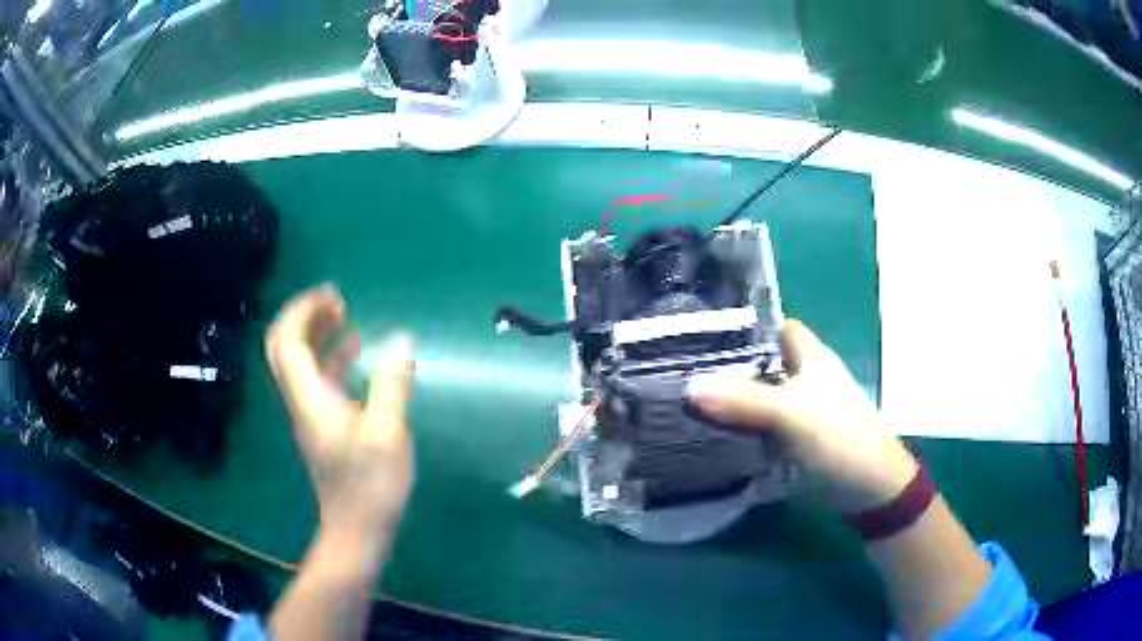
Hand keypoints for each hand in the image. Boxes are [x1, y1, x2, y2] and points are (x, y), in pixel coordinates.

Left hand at [265, 285, 414, 537]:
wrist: (356, 530)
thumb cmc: (370, 485)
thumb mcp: (387, 433)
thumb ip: (391, 384)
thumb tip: (401, 339)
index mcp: (310, 398)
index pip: (288, 342)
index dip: (303, 311)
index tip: (333, 295)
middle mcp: (302, 401)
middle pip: (285, 348)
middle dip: (305, 318)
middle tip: (335, 301)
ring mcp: (311, 414)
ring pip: (300, 363)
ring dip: (317, 334)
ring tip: (346, 316)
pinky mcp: (323, 426)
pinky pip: (318, 379)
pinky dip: (331, 357)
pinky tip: (356, 354)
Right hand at [687, 319, 915, 512]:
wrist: (867, 488)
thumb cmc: (840, 439)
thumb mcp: (794, 415)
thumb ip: (746, 401)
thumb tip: (690, 386)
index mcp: (809, 356)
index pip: (771, 326)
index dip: (741, 324)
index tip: (699, 329)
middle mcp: (801, 376)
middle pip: (758, 361)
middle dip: (724, 363)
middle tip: (677, 366)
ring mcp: (796, 409)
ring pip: (755, 394)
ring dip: (726, 397)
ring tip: (678, 396)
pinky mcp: (791, 438)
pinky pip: (757, 424)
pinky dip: (736, 425)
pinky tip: (705, 430)